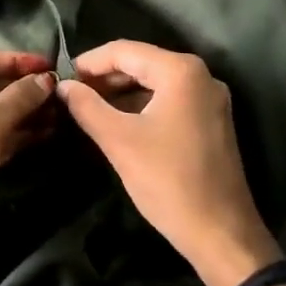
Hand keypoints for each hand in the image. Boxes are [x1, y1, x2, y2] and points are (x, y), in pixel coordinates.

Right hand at [58, 41, 280, 285]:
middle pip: (142, 63)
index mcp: (181, 71)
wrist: (222, 234)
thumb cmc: (169, 181)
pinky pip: (169, 100)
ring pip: (155, 83)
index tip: (62, 77)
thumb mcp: (119, 141)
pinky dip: (141, 106)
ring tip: (88, 108)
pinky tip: (118, 122)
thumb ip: (87, 107)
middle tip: (72, 94)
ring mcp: (210, 99)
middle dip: (105, 77)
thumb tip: (63, 86)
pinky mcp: (211, 121)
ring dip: (122, 92)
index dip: (90, 62)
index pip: (125, 51)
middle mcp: (200, 76)